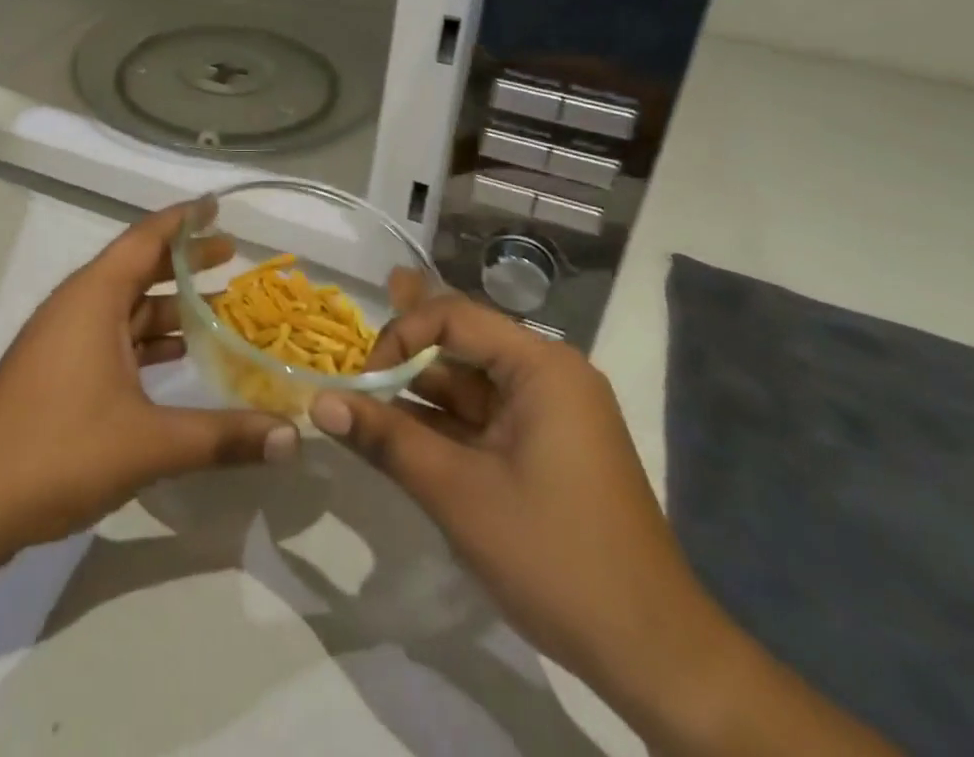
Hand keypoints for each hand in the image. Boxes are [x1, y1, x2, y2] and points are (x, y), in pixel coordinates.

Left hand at [0, 201, 298, 560]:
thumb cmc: (58, 451)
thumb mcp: (148, 443)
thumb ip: (222, 437)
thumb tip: (293, 436)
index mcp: (94, 297)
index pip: (146, 238)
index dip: (184, 219)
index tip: (218, 205)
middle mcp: (77, 306)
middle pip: (139, 268)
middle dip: (185, 261)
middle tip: (233, 254)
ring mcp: (63, 340)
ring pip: (126, 307)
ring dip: (170, 307)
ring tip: (219, 310)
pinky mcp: (56, 372)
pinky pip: (112, 337)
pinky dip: (147, 340)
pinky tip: (177, 359)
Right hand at [308, 276, 722, 718]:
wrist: (654, 657)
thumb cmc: (555, 557)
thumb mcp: (458, 494)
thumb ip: (386, 439)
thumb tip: (319, 401)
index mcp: (542, 367)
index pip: (454, 316)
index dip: (401, 335)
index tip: (363, 380)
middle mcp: (548, 376)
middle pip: (461, 344)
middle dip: (404, 355)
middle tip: (349, 359)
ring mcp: (549, 414)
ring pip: (467, 385)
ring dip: (417, 393)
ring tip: (361, 396)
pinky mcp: (545, 449)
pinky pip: (481, 419)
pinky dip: (441, 424)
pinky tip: (398, 431)